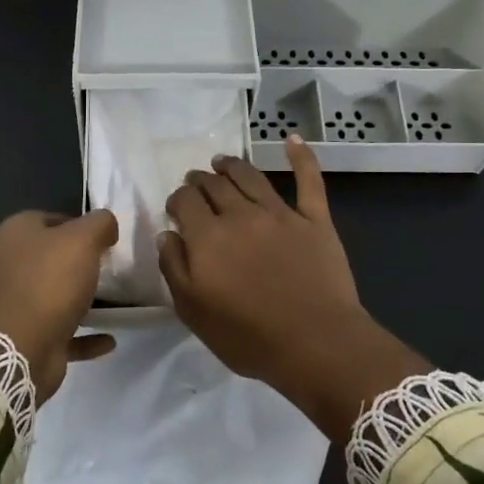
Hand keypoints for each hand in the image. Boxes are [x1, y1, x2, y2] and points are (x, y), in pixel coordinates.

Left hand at [0, 210, 119, 402]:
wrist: (20, 349)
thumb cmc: (49, 282)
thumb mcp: (82, 239)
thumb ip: (99, 223)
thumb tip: (106, 224)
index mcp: (14, 235)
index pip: (47, 219)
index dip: (77, 225)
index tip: (103, 239)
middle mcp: (7, 265)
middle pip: (48, 257)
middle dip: (77, 262)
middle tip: (108, 267)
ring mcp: (13, 304)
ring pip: (52, 295)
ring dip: (79, 299)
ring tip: (112, 301)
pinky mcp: (24, 337)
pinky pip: (60, 331)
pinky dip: (84, 335)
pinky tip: (108, 339)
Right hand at [158, 136, 426, 441]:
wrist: (315, 343)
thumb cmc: (248, 336)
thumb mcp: (193, 312)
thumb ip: (175, 269)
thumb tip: (168, 234)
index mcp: (208, 237)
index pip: (184, 201)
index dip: (177, 199)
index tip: (176, 206)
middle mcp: (241, 215)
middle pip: (215, 185)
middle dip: (200, 179)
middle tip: (196, 180)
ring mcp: (280, 214)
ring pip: (251, 177)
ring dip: (233, 165)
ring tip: (223, 162)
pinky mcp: (315, 220)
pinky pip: (309, 180)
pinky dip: (301, 156)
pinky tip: (292, 139)